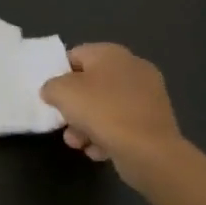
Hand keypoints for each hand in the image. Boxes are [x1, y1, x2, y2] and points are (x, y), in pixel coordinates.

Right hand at [39, 43, 188, 194]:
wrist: (150, 151)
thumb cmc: (103, 112)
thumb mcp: (63, 93)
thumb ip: (51, 87)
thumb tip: (53, 91)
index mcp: (111, 53)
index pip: (75, 56)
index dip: (59, 75)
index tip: (52, 97)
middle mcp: (132, 68)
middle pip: (90, 84)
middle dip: (74, 108)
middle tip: (65, 125)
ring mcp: (147, 95)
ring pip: (106, 107)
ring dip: (87, 126)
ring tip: (79, 144)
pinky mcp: (154, 121)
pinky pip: (123, 124)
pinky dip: (109, 136)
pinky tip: (99, 151)